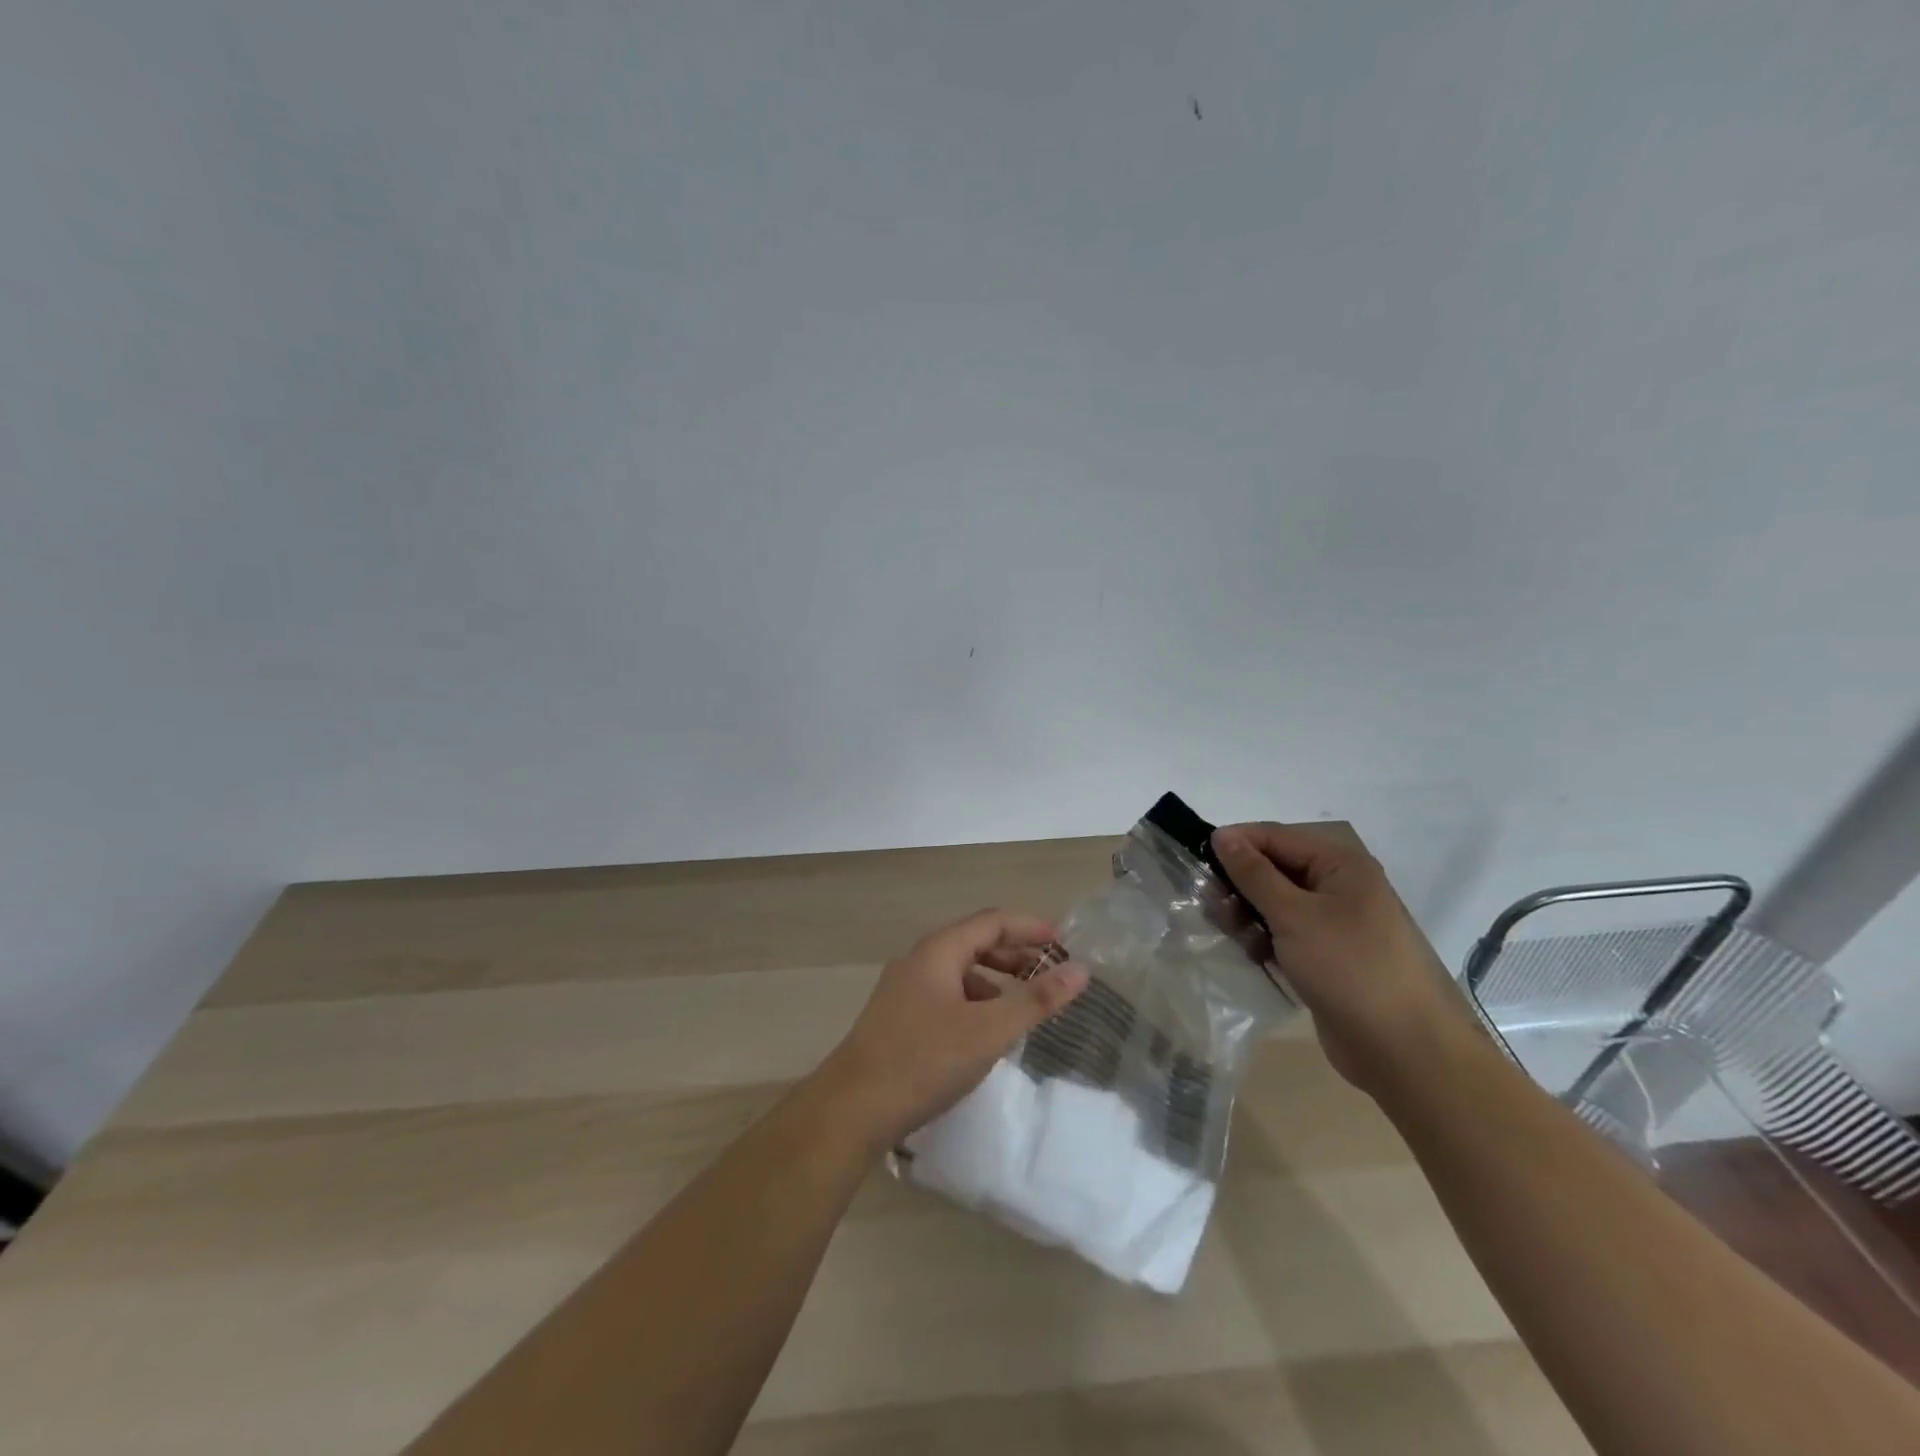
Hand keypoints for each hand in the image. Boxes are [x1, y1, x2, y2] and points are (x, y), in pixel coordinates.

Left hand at [813, 910, 1088, 1150]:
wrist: (851, 1109)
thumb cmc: (923, 1061)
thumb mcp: (988, 1031)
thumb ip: (1035, 1001)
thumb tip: (1080, 971)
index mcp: (938, 951)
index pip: (992, 921)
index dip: (1031, 928)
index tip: (1066, 944)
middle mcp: (919, 961)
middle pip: (975, 942)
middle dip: (1016, 954)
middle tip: (1051, 975)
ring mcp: (905, 990)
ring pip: (960, 972)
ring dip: (996, 980)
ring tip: (1025, 1005)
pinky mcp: (899, 1018)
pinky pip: (947, 996)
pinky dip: (976, 1003)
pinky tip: (987, 1032)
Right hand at [1211, 823, 1483, 1096]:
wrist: (1401, 1049)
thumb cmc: (1348, 968)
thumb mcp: (1294, 915)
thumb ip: (1254, 873)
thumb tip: (1221, 835)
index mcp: (1340, 864)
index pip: (1275, 836)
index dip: (1236, 842)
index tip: (1195, 856)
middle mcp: (1338, 886)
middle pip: (1274, 868)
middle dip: (1240, 883)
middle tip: (1210, 903)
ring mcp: (1332, 923)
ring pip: (1275, 903)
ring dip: (1248, 914)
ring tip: (1234, 935)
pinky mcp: (1325, 955)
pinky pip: (1284, 932)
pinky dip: (1264, 939)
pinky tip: (1253, 955)